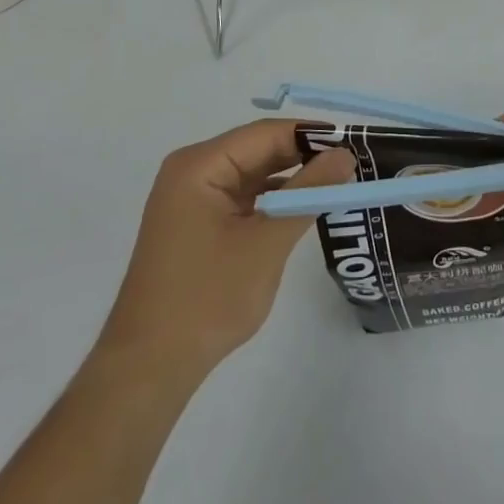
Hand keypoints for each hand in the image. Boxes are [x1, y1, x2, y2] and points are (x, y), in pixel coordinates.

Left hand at [98, 121, 353, 371]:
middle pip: (257, 149)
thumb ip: (307, 193)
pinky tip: (301, 207)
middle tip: (351, 165)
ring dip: (290, 178)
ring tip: (336, 183)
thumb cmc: (208, 299)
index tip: (353, 143)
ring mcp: (191, 197)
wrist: (149, 368)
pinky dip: (271, 199)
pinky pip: (241, 195)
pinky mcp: (195, 222)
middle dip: (303, 156)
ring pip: (252, 173)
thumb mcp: (266, 242)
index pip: (265, 134)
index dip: (310, 135)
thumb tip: (345, 155)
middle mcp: (192, 170)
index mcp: (200, 165)